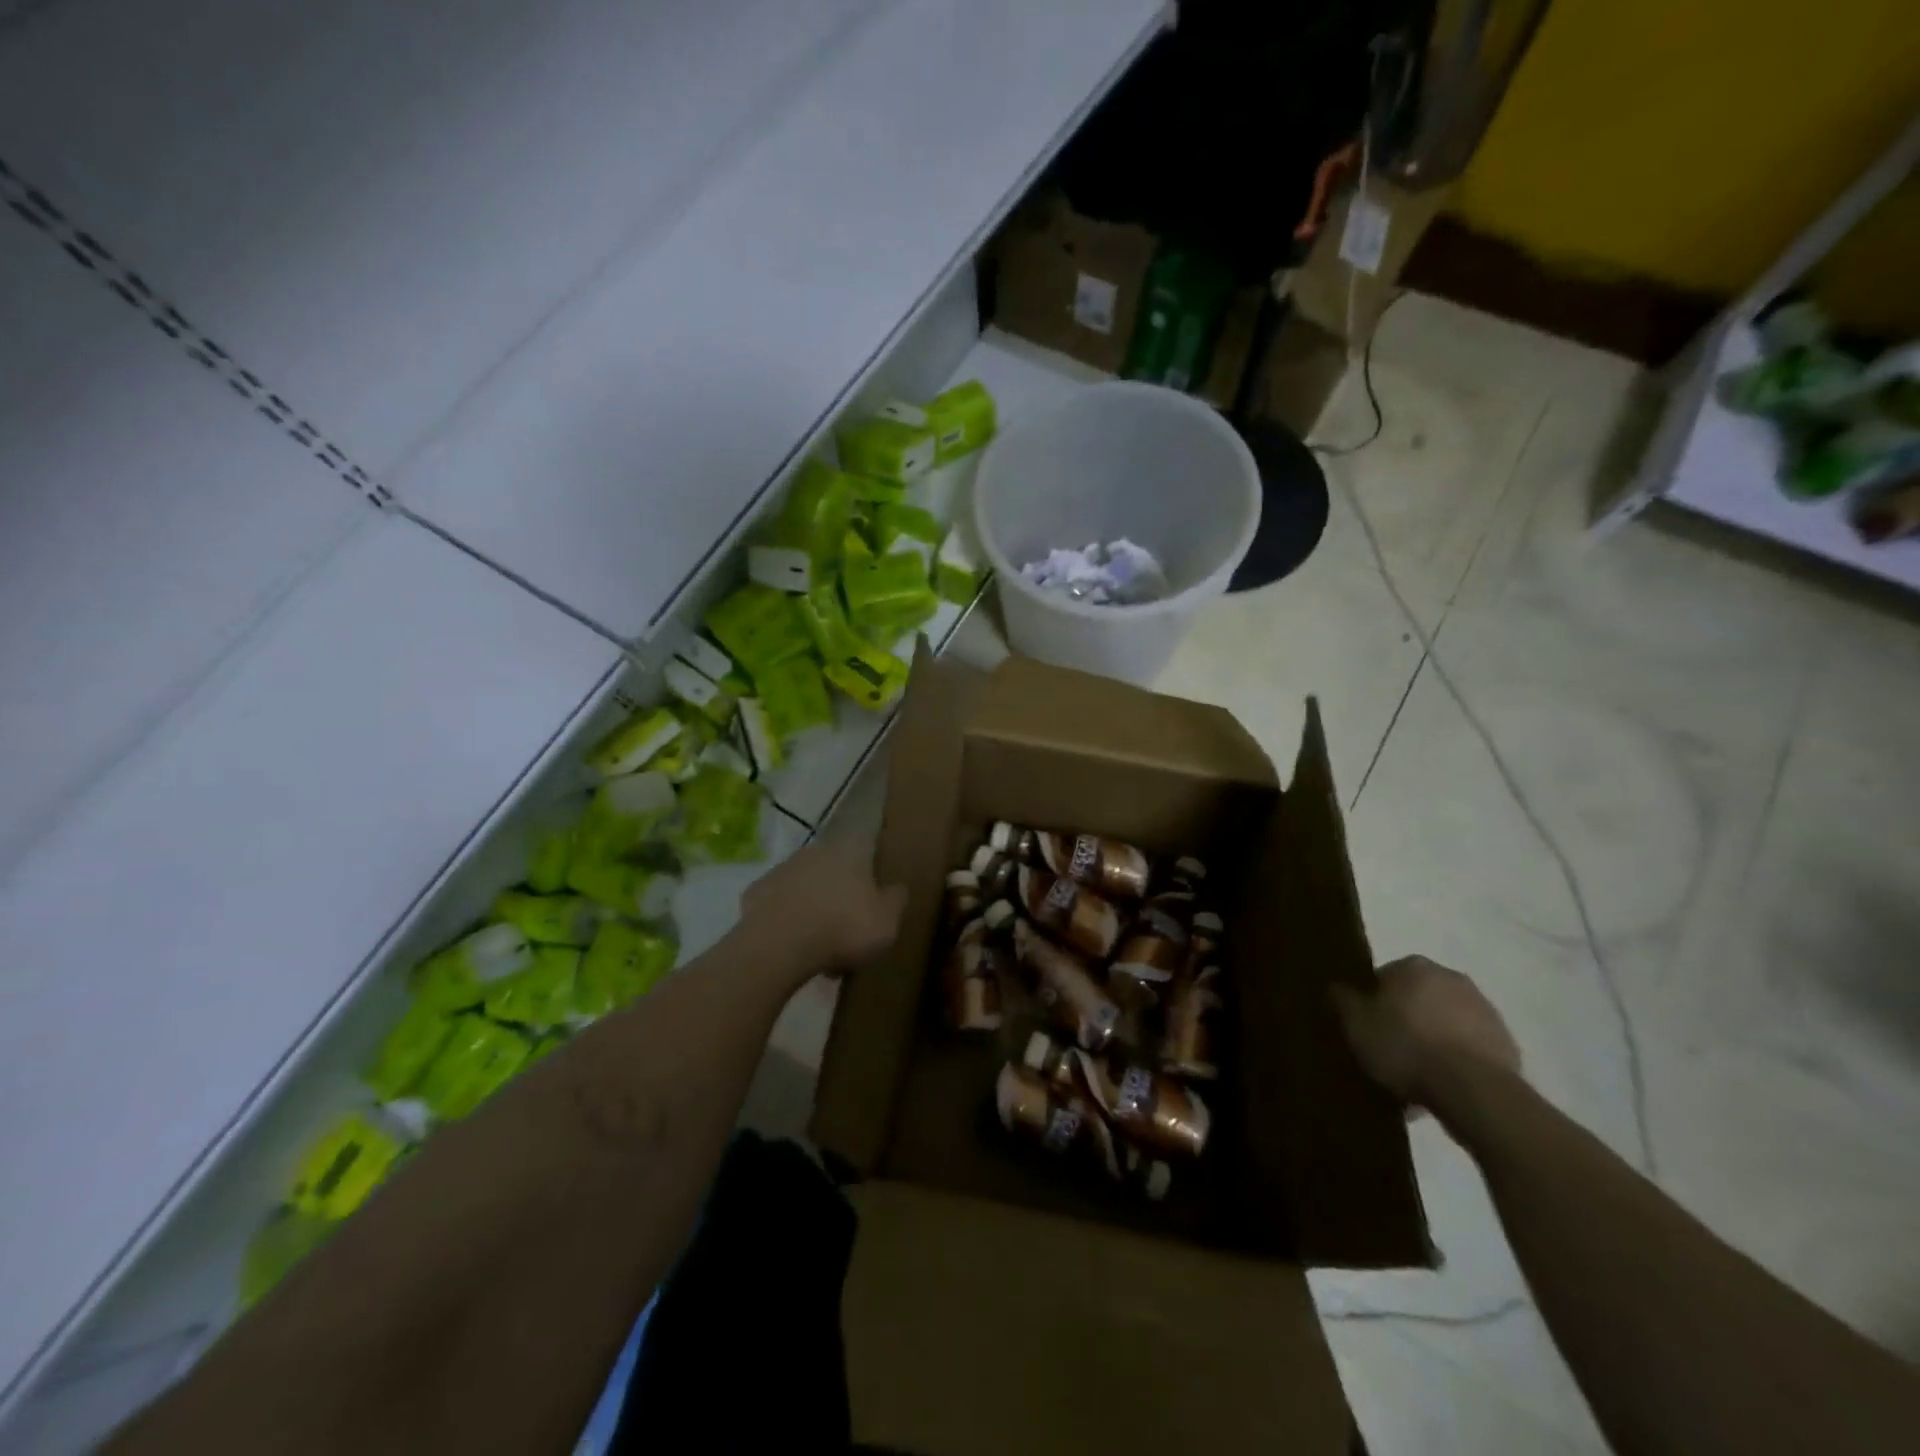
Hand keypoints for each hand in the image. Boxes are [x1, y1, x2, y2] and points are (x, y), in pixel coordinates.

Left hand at [739, 842, 906, 980]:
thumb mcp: (887, 921)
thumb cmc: (843, 928)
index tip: (874, 895)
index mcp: (849, 851)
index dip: (871, 871)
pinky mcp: (755, 893)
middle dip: (841, 895)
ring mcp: (781, 870)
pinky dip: (787, 922)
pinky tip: (793, 946)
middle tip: (849, 930)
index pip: (866, 849)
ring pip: (806, 888)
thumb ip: (896, 900)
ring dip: (814, 909)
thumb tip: (898, 887)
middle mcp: (814, 852)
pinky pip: (780, 907)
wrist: (779, 947)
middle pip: (834, 871)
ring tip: (821, 948)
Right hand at [1332, 956, 1520, 1108]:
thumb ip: (1343, 1001)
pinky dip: (1456, 1062)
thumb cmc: (1405, 1046)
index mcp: (1414, 966)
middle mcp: (1451, 978)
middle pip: (1417, 999)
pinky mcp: (1506, 1044)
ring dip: (1432, 1042)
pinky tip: (1441, 1088)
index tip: (1366, 1029)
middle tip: (1389, 1052)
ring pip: (1445, 1023)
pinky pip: (1469, 1049)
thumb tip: (1337, 987)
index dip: (1372, 1004)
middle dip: (1405, 1020)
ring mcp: (1484, 1010)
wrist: (1474, 1090)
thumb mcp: (1356, 1024)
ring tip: (1415, 1078)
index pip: (1383, 977)